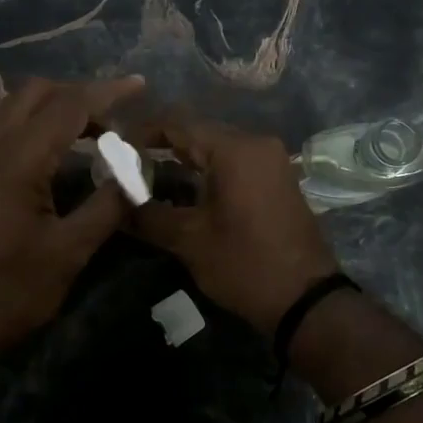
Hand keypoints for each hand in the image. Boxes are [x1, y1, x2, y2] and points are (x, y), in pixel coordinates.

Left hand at [0, 76, 145, 366]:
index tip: (138, 86)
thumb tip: (136, 174)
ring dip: (48, 104)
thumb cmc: (12, 292)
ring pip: (8, 104)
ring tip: (81, 127)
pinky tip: (43, 145)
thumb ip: (107, 205)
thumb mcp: (69, 253)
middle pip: (34, 93)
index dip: (106, 92)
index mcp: (16, 163)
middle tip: (111, 119)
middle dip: (77, 94)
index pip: (67, 106)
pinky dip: (24, 119)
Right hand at [130, 115, 339, 337]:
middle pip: (198, 131)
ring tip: (149, 178)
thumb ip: (148, 215)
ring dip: (184, 158)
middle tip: (128, 166)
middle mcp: (256, 143)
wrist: (306, 299)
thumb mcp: (189, 241)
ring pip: (217, 146)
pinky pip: (235, 161)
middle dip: (161, 145)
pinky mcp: (277, 178)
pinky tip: (185, 190)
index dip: (142, 132)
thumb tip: (115, 203)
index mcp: (234, 150)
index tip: (115, 149)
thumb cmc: (245, 265)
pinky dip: (208, 169)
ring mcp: (271, 160)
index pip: (177, 123)